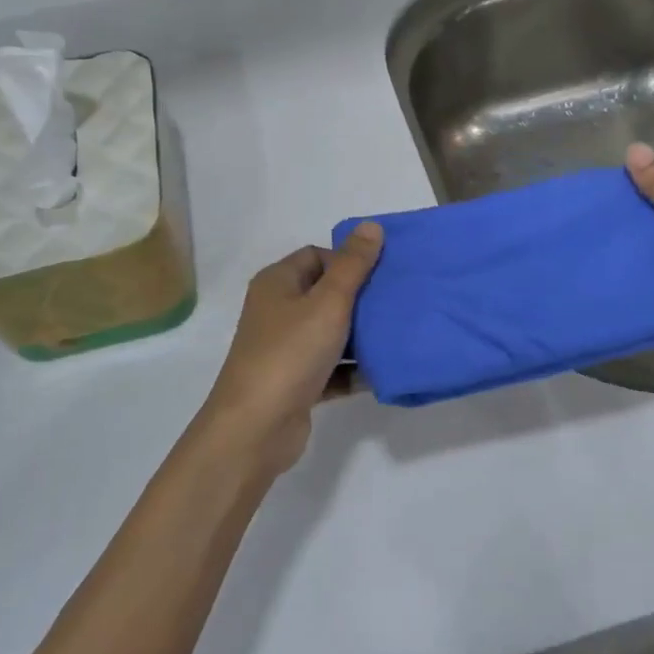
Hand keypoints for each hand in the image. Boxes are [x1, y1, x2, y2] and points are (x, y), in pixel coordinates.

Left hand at [196, 224, 384, 474]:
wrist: (256, 427)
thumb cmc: (291, 353)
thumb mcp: (328, 302)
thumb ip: (353, 265)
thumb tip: (371, 225)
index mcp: (277, 283)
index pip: (316, 256)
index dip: (348, 261)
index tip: (380, 275)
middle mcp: (277, 311)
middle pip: (325, 294)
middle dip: (361, 299)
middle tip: (396, 303)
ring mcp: (285, 349)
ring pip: (330, 333)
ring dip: (360, 336)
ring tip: (397, 335)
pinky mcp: (296, 383)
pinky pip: (331, 368)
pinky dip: (353, 370)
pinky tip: (382, 372)